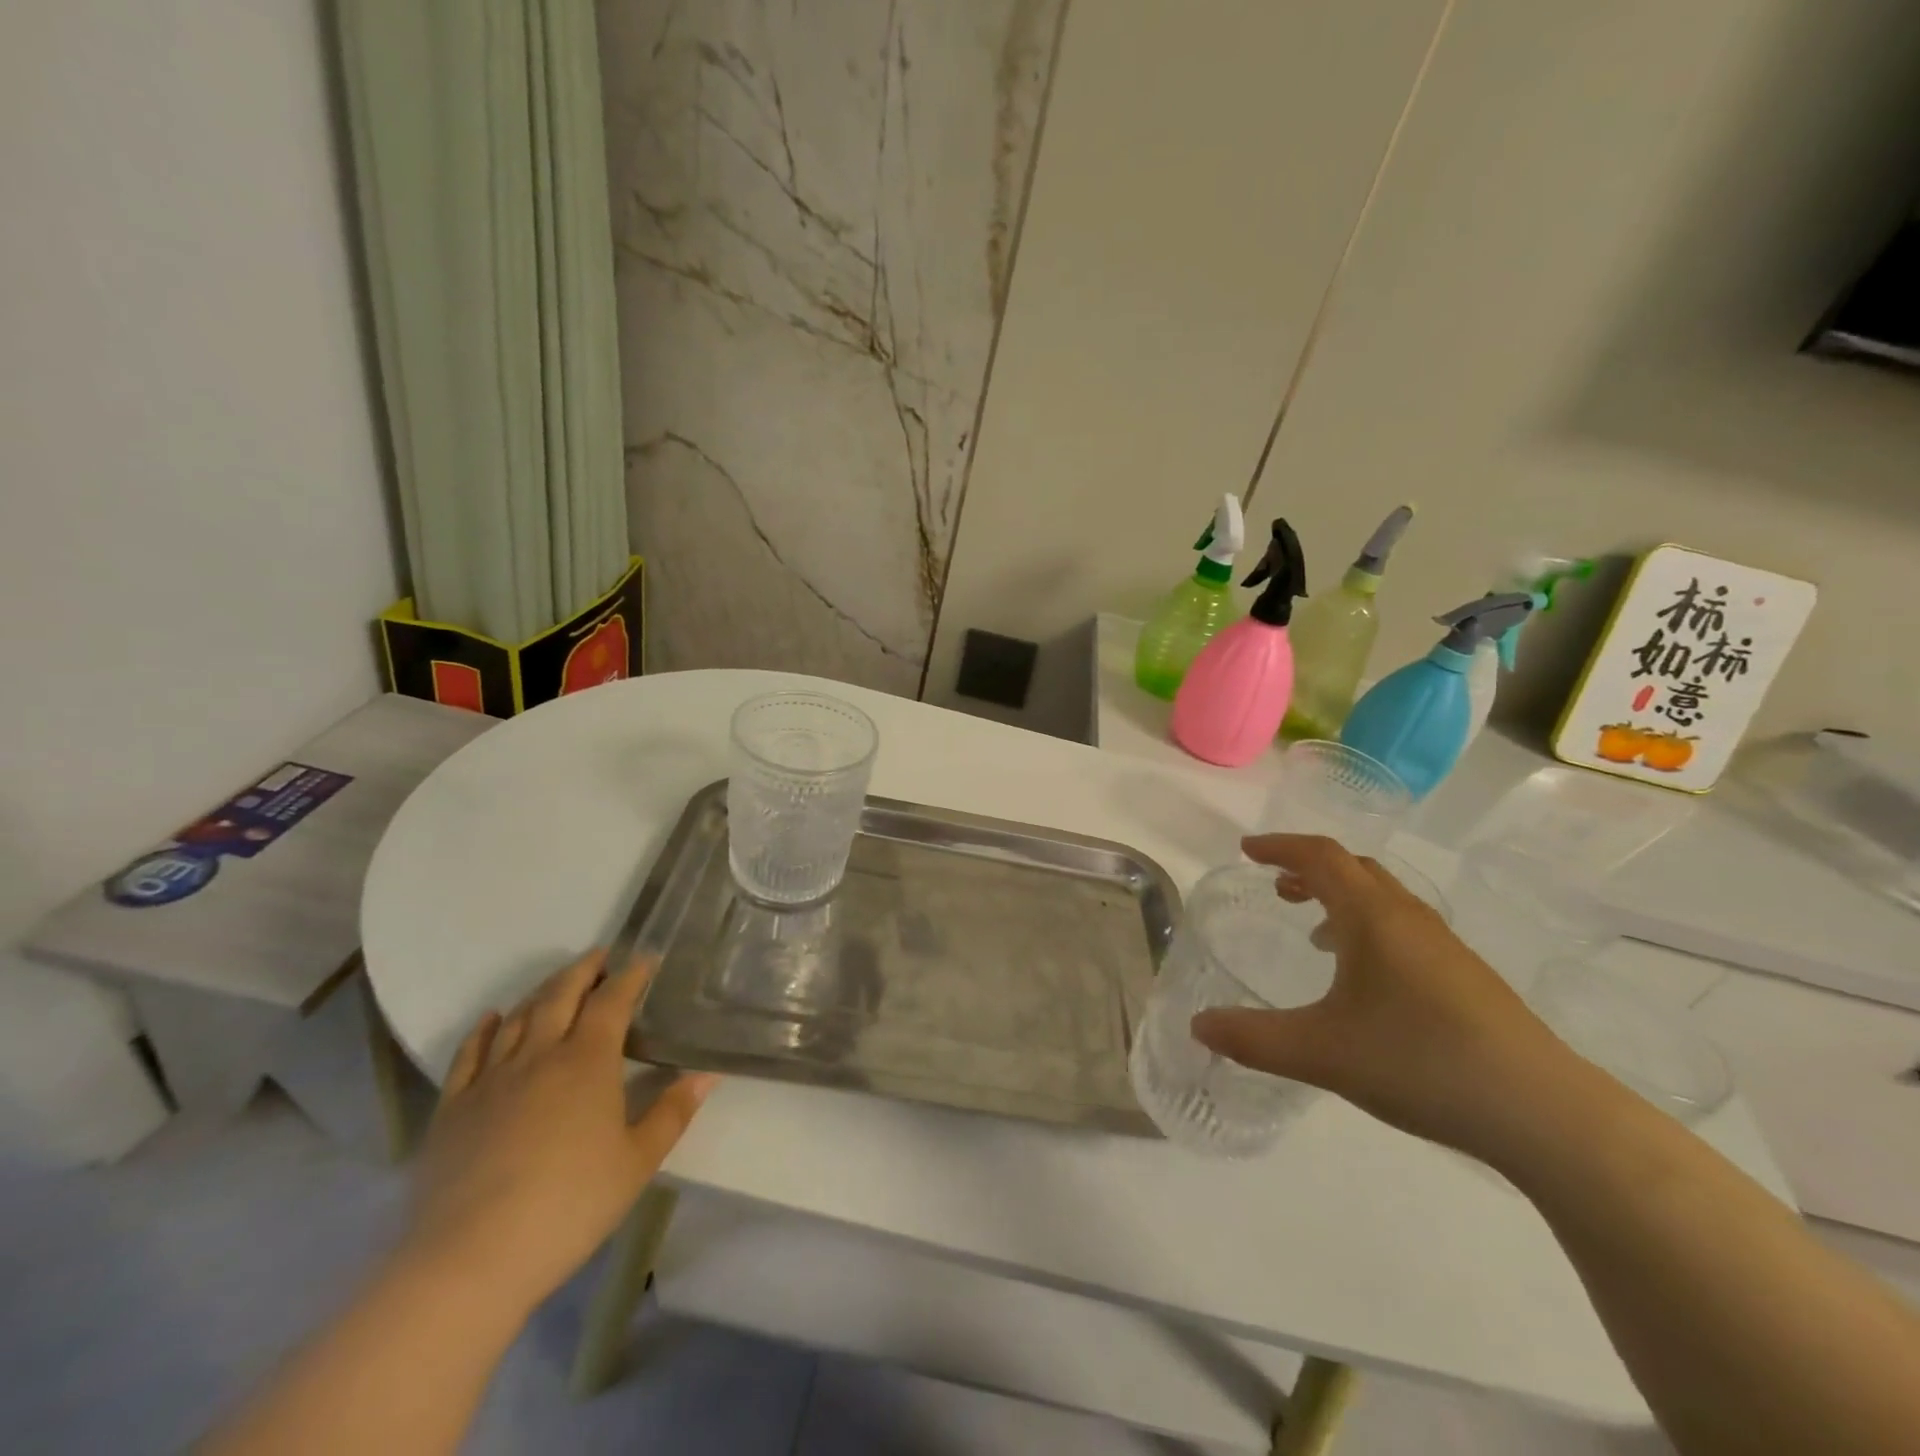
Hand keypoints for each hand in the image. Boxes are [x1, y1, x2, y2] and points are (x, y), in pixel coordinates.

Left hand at [399, 951, 716, 1319]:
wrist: (469, 1260)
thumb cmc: (569, 1206)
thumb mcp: (637, 1162)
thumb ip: (672, 1113)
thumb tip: (707, 1074)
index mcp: (588, 1062)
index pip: (613, 1001)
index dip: (631, 976)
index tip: (645, 959)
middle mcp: (540, 1055)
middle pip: (561, 995)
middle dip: (584, 970)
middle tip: (600, 956)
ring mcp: (491, 1079)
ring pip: (518, 1017)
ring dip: (541, 992)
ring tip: (558, 982)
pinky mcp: (453, 1109)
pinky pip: (469, 1054)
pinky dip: (484, 1029)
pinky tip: (493, 1018)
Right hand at [1190, 834, 1570, 1158]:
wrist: (1544, 1112)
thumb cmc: (1421, 1062)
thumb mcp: (1322, 1053)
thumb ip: (1253, 1039)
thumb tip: (1197, 1026)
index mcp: (1372, 918)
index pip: (1320, 857)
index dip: (1280, 846)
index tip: (1246, 850)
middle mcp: (1408, 918)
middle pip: (1354, 868)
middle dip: (1309, 868)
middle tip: (1275, 885)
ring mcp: (1444, 947)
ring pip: (1383, 898)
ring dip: (1340, 898)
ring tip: (1312, 929)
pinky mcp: (1466, 977)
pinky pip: (1403, 928)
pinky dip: (1368, 928)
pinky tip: (1363, 978)